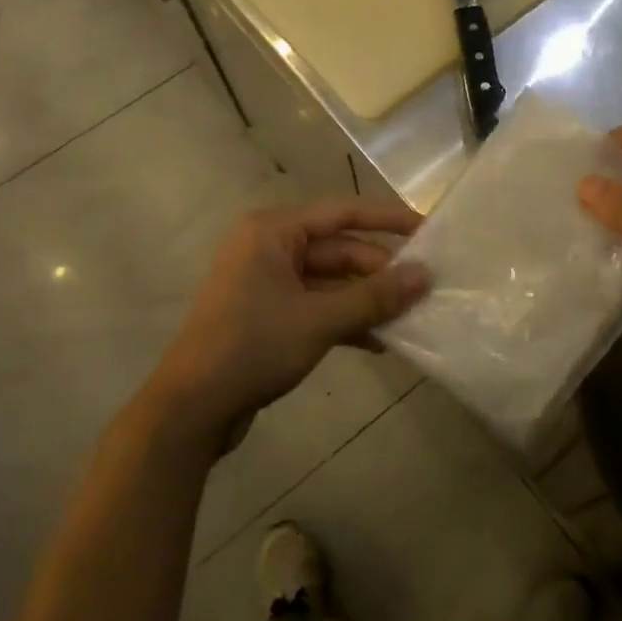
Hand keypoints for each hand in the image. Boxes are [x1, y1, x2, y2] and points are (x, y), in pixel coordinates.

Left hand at [146, 199, 429, 447]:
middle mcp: (269, 247)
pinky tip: (378, 342)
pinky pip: (317, 305)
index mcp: (274, 230)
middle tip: (424, 289)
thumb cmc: (253, 346)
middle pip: (339, 249)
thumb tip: (425, 276)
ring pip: (331, 281)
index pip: (343, 212)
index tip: (429, 230)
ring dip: (366, 299)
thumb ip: (375, 296)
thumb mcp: (320, 320)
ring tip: (409, 317)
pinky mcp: (269, 314)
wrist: (192, 408)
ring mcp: (267, 282)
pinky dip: (345, 319)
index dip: (389, 220)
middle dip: (380, 272)